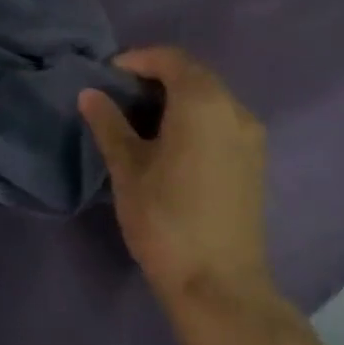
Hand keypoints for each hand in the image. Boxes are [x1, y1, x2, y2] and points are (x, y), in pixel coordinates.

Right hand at [79, 47, 280, 330]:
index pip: (171, 59)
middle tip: (118, 94)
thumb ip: (109, 124)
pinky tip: (168, 142)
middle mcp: (235, 110)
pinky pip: (221, 121)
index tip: (107, 74)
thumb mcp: (127, 167)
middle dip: (156, 76)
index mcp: (204, 103)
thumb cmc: (165, 219)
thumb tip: (90, 93)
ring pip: (210, 98)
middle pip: (194, 75)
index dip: (137, 59)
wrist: (218, 285)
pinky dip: (193, 117)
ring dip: (175, 97)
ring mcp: (251, 138)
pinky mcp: (254, 162)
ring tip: (138, 118)